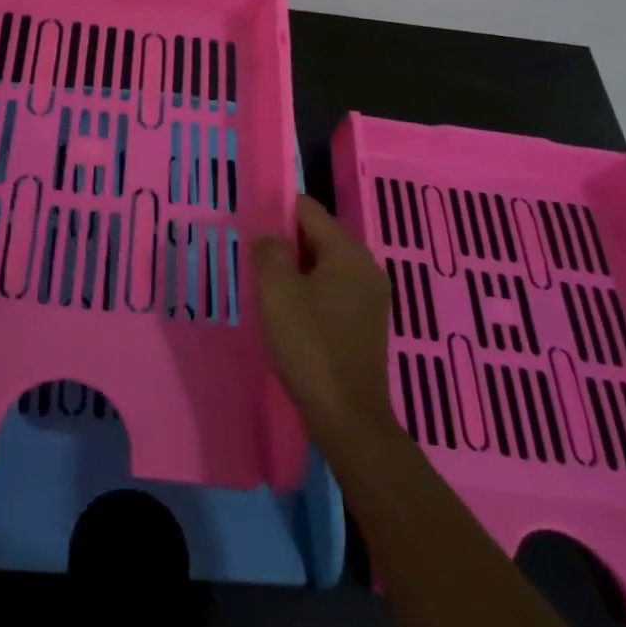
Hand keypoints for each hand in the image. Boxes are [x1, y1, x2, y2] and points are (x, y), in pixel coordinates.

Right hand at [254, 195, 399, 445]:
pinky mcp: (368, 321)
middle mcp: (366, 266)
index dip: (279, 212)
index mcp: (348, 252)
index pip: (310, 210)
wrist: (347, 416)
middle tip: (257, 261)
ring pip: (327, 264)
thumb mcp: (277, 292)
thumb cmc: (309, 345)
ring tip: (269, 287)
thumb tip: (271, 237)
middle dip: (288, 242)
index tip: (254, 230)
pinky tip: (291, 311)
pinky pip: (335, 289)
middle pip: (320, 235)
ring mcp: (371, 296)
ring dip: (298, 269)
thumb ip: (270, 252)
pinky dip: (313, 290)